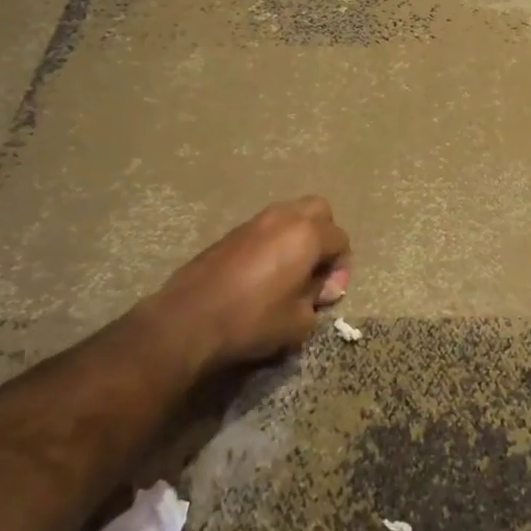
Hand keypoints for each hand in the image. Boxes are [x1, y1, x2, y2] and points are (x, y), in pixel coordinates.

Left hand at [146, 198, 350, 371]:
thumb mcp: (299, 321)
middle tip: (315, 269)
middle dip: (324, 236)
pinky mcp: (231, 233)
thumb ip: (316, 298)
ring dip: (297, 236)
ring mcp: (254, 222)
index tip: (326, 295)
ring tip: (289, 271)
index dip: (341, 268)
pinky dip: (273, 242)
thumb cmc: (252, 320)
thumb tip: (317, 288)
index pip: (340, 239)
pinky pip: (265, 228)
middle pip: (318, 210)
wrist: (189, 319)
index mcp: (306, 235)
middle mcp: (283, 218)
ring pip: (289, 214)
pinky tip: (263, 273)